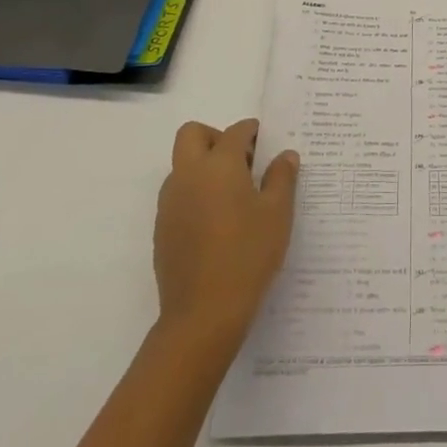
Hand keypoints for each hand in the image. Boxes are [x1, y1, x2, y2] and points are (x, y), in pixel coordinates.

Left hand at [153, 119, 298, 351]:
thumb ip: (282, 178)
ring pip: (182, 165)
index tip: (267, 144)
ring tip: (233, 196)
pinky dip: (195, 194)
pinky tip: (217, 223)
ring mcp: (170, 203)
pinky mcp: (162, 229)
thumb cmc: (247, 255)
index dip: (252, 132)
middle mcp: (188, 175)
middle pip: (193, 134)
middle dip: (216, 137)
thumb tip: (284, 156)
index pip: (235, 131)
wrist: (203, 314)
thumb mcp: (277, 213)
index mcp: (218, 165)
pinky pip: (177, 195)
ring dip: (204, 166)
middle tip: (242, 161)